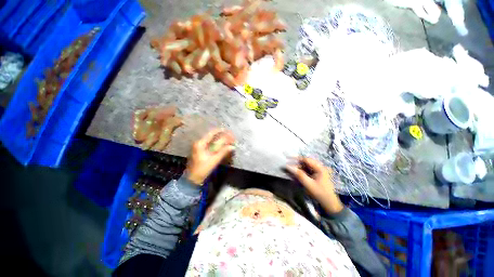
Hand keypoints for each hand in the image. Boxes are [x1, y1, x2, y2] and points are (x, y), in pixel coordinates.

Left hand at [185, 129, 234, 184]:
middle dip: (222, 136)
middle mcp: (198, 143)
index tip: (228, 131)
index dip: (220, 131)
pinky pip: (210, 144)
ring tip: (228, 140)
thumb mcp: (214, 160)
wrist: (192, 179)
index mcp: (200, 144)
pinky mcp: (200, 151)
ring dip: (220, 140)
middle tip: (230, 136)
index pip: (211, 133)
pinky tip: (222, 145)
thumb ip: (223, 152)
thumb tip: (232, 146)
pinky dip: (217, 144)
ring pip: (211, 140)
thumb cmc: (202, 169)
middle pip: (212, 136)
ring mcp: (198, 147)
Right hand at [286, 157, 342, 213]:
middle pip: (306, 162)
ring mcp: (318, 171)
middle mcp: (319, 167)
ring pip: (305, 166)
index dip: (296, 158)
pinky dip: (301, 171)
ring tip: (290, 170)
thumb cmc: (320, 193)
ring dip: (298, 168)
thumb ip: (299, 174)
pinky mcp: (316, 175)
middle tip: (288, 166)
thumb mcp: (309, 184)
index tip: (288, 159)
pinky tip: (296, 174)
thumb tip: (288, 166)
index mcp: (320, 168)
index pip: (306, 159)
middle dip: (296, 164)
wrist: (329, 204)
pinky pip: (307, 170)